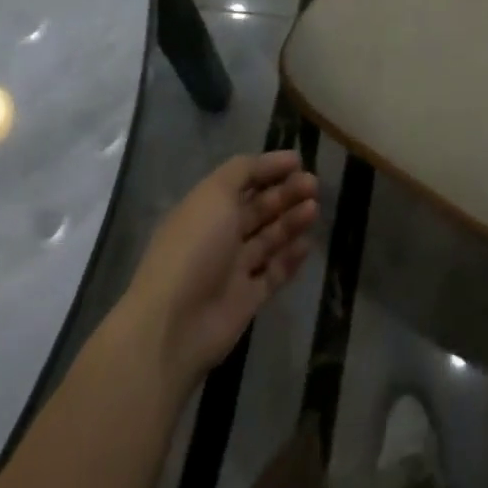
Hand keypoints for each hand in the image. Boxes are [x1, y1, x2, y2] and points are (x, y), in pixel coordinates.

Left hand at [126, 150, 319, 387]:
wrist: (174, 326)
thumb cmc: (194, 248)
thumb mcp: (215, 193)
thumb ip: (243, 171)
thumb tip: (272, 162)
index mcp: (206, 209)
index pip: (242, 180)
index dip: (269, 168)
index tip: (298, 161)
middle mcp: (219, 235)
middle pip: (258, 208)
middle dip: (286, 193)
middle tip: (313, 184)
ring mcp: (232, 269)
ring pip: (268, 238)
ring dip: (291, 221)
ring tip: (313, 209)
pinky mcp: (246, 300)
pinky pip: (273, 273)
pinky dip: (290, 258)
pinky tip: (307, 244)